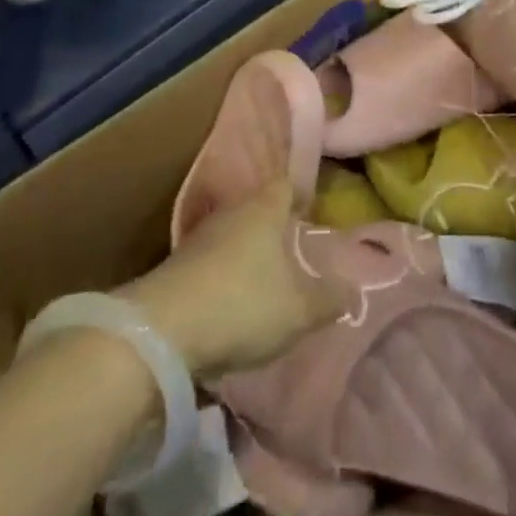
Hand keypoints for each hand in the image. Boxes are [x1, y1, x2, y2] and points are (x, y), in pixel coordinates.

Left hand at [120, 179, 345, 379]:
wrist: (162, 330)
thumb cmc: (242, 305)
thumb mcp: (298, 311)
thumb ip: (328, 300)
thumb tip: (353, 290)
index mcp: (264, 210)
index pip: (286, 185)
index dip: (299, 193)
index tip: (309, 207)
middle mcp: (231, 213)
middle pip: (257, 208)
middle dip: (273, 225)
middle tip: (291, 247)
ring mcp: (199, 238)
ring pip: (231, 234)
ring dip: (245, 252)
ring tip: (263, 278)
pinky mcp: (175, 267)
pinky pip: (210, 261)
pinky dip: (223, 274)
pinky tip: (230, 301)